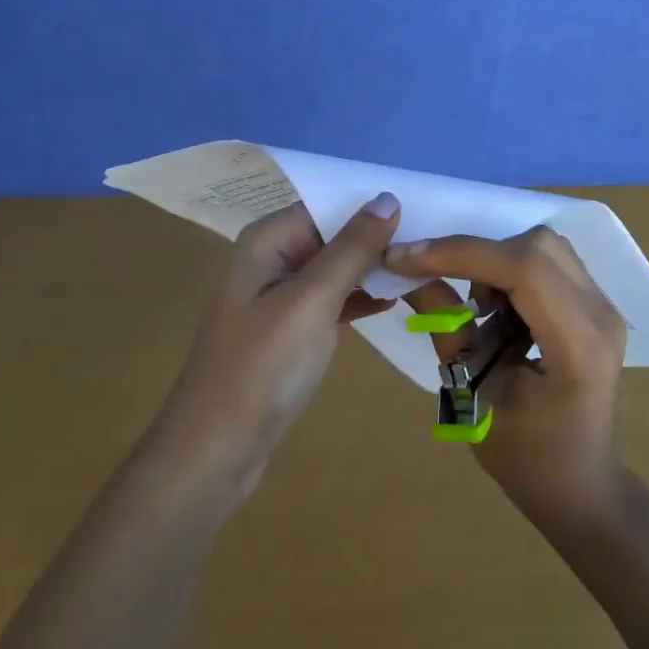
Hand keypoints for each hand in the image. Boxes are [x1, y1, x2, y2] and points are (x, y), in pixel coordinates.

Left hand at [153, 195, 399, 489]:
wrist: (216, 450)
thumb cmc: (263, 367)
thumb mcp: (312, 300)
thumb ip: (352, 248)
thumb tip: (388, 197)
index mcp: (269, 240)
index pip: (329, 205)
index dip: (372, 205)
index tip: (425, 208)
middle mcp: (272, 258)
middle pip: (334, 234)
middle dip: (378, 238)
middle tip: (432, 243)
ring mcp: (280, 296)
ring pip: (337, 268)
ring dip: (373, 268)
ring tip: (423, 268)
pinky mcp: (290, 329)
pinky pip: (332, 299)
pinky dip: (359, 298)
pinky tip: (394, 301)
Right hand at [384, 226, 626, 528]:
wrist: (582, 488)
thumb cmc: (527, 460)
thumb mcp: (473, 399)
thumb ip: (447, 329)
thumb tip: (409, 274)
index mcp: (578, 346)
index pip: (523, 269)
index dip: (460, 253)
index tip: (404, 257)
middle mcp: (601, 314)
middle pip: (537, 245)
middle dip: (477, 254)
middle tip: (441, 283)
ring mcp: (604, 306)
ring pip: (543, 246)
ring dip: (496, 261)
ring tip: (475, 307)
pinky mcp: (595, 305)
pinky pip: (550, 262)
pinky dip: (512, 270)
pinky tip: (497, 310)